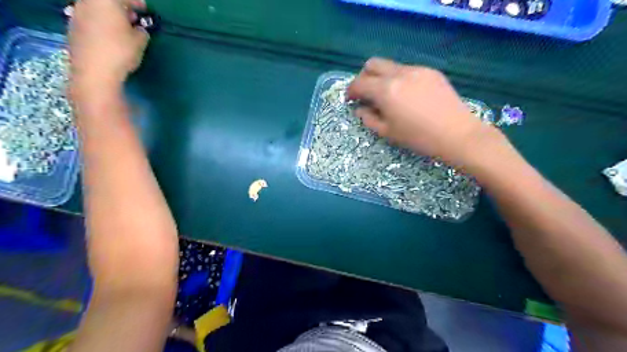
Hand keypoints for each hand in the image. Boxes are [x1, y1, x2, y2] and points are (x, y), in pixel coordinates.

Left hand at [68, 0, 148, 94]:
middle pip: (106, 1)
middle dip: (121, 7)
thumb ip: (141, 31)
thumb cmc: (120, 51)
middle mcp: (87, 3)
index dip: (136, 2)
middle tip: (134, 19)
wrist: (94, 71)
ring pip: (97, 9)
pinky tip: (110, 38)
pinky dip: (101, 24)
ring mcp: (76, 15)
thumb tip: (138, 29)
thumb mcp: (140, 41)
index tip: (145, 10)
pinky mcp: (72, 28)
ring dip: (110, 16)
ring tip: (123, 30)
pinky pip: (90, 20)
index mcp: (105, 1)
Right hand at [345, 57, 503, 166]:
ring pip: (391, 66)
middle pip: (372, 64)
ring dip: (382, 77)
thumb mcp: (387, 132)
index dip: (350, 91)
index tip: (350, 99)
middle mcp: (399, 73)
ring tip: (388, 96)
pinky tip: (408, 96)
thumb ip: (369, 118)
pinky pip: (407, 70)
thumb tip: (360, 108)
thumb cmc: (418, 137)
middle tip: (366, 94)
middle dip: (364, 77)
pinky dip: (399, 79)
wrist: (456, 134)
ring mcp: (417, 70)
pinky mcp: (431, 72)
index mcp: (385, 90)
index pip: (359, 83)